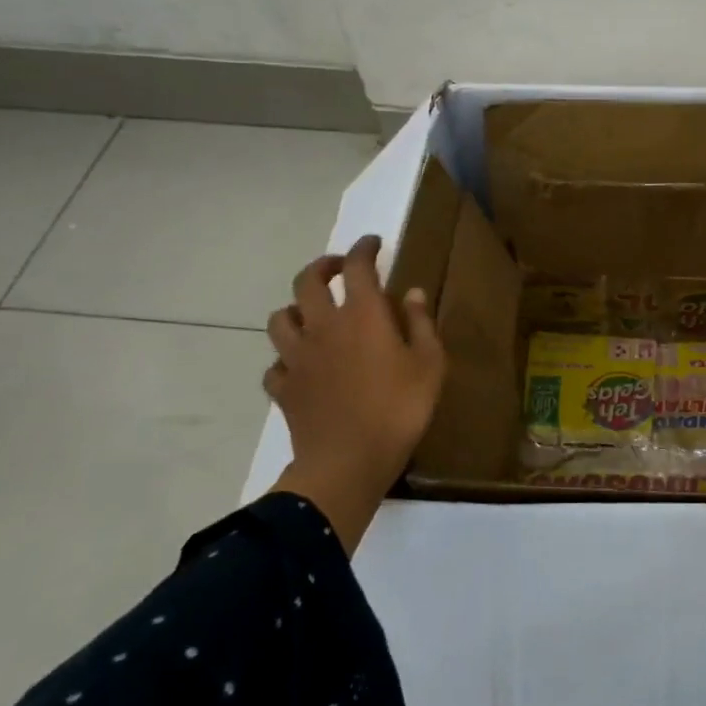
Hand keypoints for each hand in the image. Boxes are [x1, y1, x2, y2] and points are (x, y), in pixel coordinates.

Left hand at [264, 235, 445, 552]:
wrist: (347, 463)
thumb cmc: (399, 410)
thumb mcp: (430, 365)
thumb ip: (421, 324)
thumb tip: (412, 293)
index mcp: (362, 316)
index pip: (358, 266)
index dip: (364, 248)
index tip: (373, 243)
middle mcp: (323, 327)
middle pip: (308, 281)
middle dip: (323, 266)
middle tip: (338, 268)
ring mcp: (297, 358)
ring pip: (280, 318)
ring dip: (296, 308)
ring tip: (312, 313)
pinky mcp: (283, 388)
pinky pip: (275, 364)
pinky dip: (286, 359)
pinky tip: (300, 366)